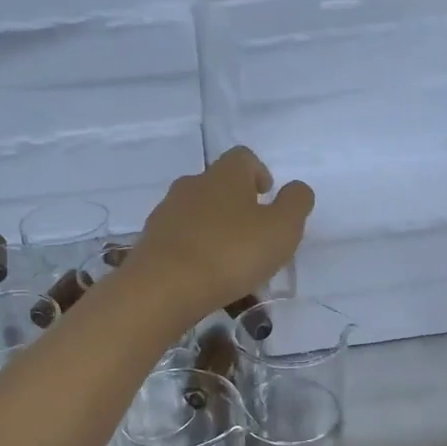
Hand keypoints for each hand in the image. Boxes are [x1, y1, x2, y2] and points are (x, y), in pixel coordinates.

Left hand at [131, 148, 313, 325]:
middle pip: (217, 185)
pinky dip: (194, 250)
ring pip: (197, 213)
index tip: (267, 196)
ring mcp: (166, 213)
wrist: (163, 287)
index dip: (259, 173)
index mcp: (225, 175)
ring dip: (214, 229)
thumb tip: (296, 189)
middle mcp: (192, 184)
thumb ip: (296, 203)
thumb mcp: (281, 229)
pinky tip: (203, 276)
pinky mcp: (150, 241)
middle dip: (236, 204)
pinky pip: (179, 239)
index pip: (243, 158)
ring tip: (229, 262)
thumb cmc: (231, 253)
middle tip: (253, 234)